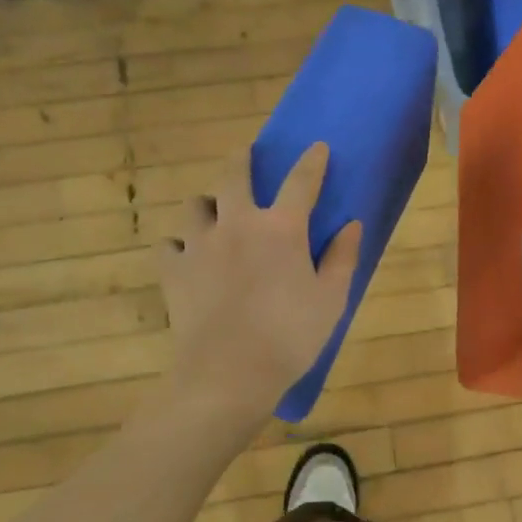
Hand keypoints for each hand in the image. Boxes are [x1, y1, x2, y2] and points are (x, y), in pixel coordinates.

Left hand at [158, 141, 362, 423]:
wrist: (228, 375)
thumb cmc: (290, 337)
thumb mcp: (331, 300)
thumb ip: (342, 258)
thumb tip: (351, 225)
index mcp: (281, 229)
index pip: (301, 181)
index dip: (312, 161)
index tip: (317, 146)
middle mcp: (238, 224)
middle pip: (234, 176)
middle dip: (242, 159)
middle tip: (246, 154)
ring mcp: (200, 245)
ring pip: (195, 206)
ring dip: (208, 204)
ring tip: (215, 215)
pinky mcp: (173, 271)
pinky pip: (170, 245)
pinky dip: (180, 245)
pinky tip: (189, 257)